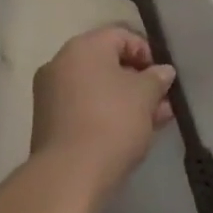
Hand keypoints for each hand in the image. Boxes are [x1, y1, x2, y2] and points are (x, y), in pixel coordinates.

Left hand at [31, 26, 175, 192]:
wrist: (69, 176)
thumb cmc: (112, 122)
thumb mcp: (145, 96)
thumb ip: (157, 78)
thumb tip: (163, 71)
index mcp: (84, 46)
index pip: (122, 35)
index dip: (148, 53)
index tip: (163, 77)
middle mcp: (61, 62)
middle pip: (108, 63)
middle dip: (138, 81)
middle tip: (162, 101)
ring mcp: (50, 93)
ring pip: (97, 88)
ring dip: (126, 100)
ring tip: (154, 121)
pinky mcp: (48, 122)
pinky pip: (84, 107)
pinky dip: (106, 113)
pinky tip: (130, 133)